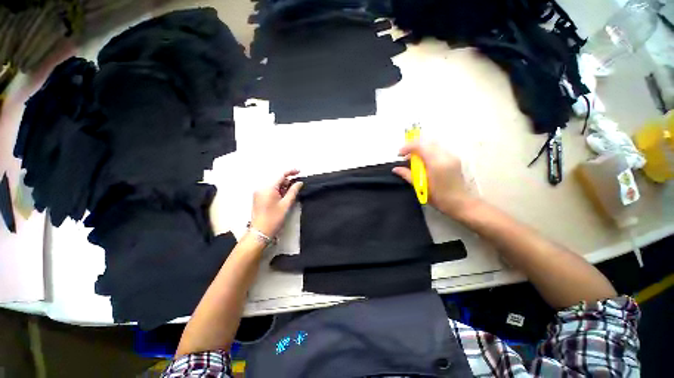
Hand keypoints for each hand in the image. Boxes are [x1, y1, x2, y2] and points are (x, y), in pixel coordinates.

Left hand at [251, 170, 302, 236]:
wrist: (260, 232)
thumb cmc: (274, 218)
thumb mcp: (286, 204)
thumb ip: (293, 191)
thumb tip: (299, 182)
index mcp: (268, 188)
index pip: (281, 175)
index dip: (291, 172)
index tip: (299, 172)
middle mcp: (261, 187)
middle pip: (277, 179)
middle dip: (287, 181)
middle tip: (297, 187)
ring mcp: (258, 192)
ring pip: (274, 185)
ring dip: (283, 187)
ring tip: (291, 194)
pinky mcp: (258, 197)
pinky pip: (270, 190)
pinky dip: (278, 191)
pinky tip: (283, 197)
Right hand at [392, 141, 472, 218]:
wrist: (459, 203)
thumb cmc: (438, 197)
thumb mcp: (420, 186)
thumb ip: (407, 175)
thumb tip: (395, 169)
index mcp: (436, 163)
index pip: (420, 146)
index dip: (408, 147)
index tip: (399, 154)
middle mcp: (445, 156)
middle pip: (427, 142)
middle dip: (413, 147)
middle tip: (405, 156)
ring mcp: (451, 156)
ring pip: (433, 145)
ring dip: (420, 149)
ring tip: (413, 160)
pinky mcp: (454, 159)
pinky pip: (438, 150)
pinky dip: (428, 152)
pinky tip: (423, 162)